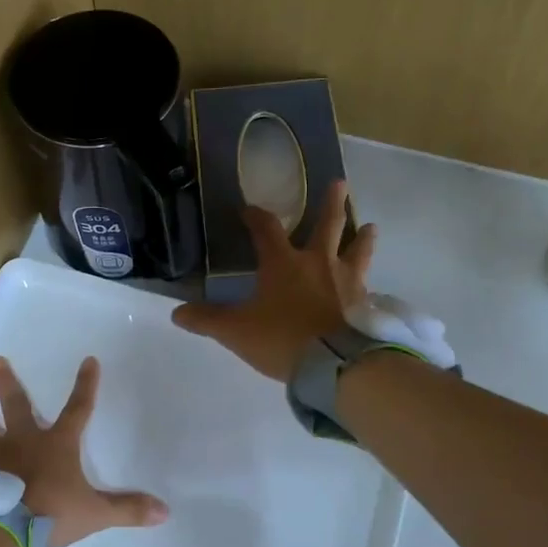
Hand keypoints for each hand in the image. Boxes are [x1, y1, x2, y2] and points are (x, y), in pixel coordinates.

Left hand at [0, 355, 168, 546]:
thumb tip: (164, 512)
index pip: (78, 409)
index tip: (89, 360)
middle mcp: (25, 442)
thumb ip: (127, 510)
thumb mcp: (95, 513)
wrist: (5, 528)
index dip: (86, 385)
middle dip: (8, 382)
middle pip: (17, 405)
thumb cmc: (52, 513)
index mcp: (58, 445)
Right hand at [171, 180, 375, 381]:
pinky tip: (370, 285)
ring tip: (370, 226)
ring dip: (362, 237)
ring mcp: (346, 281)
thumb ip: (207, 320)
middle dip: (331, 204)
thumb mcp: (236, 331)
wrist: (336, 363)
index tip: (248, 209)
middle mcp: (318, 263)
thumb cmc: (282, 339)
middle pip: (327, 225)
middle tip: (339, 183)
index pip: (266, 229)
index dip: (255, 217)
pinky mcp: (365, 303)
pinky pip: (368, 286)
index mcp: (283, 263)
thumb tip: (176, 313)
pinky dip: (367, 281)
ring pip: (357, 251)